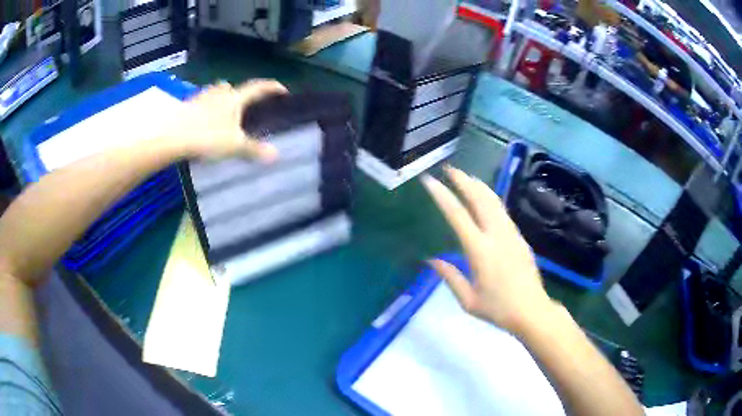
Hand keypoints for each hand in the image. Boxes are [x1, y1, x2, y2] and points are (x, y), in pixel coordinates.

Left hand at [160, 79, 287, 160]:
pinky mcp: (187, 106)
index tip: (282, 89)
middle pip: (233, 88)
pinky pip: (201, 103)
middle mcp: (219, 93)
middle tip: (243, 105)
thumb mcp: (234, 146)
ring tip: (222, 113)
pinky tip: (203, 121)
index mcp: (235, 98)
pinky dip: (206, 109)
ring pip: (215, 93)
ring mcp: (201, 97)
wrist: (172, 136)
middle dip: (239, 93)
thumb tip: (276, 155)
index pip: (258, 88)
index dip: (272, 87)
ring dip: (221, 98)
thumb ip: (254, 149)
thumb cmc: (207, 136)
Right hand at [422, 166, 554, 333]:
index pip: (457, 216)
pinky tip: (487, 199)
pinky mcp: (520, 238)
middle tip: (450, 169)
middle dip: (464, 181)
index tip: (430, 181)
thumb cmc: (498, 309)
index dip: (443, 196)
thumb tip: (432, 260)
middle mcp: (496, 236)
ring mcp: (511, 234)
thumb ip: (450, 277)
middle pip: (480, 200)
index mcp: (480, 251)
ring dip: (479, 187)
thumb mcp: (468, 300)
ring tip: (467, 178)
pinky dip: (492, 199)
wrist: (532, 311)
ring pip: (495, 202)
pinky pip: (503, 212)